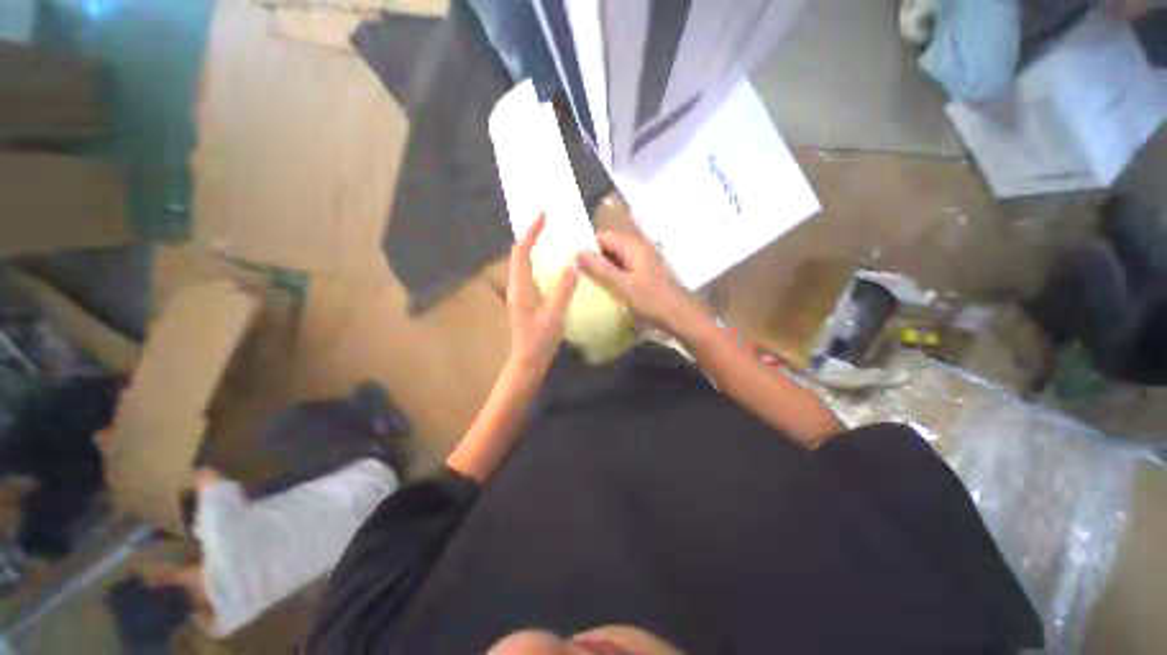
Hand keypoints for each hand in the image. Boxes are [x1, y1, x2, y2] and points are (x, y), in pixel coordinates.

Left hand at [507, 214, 579, 371]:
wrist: (528, 360)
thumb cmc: (540, 339)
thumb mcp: (555, 314)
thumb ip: (564, 289)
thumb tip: (574, 264)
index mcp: (520, 287)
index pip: (521, 253)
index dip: (530, 233)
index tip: (542, 217)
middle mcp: (515, 287)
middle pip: (518, 255)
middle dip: (530, 237)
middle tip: (546, 225)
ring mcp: (518, 294)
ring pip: (521, 264)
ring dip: (532, 249)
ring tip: (547, 239)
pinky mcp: (524, 300)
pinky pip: (528, 273)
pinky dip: (536, 262)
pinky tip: (549, 265)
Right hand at [577, 231, 702, 333]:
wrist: (678, 314)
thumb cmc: (651, 299)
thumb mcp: (623, 285)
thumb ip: (601, 269)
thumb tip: (578, 253)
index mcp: (633, 246)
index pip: (603, 236)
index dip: (587, 245)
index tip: (572, 259)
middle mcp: (636, 248)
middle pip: (608, 245)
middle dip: (593, 256)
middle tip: (575, 271)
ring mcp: (640, 260)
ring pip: (614, 257)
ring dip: (601, 266)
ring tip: (584, 278)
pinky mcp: (641, 272)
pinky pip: (621, 267)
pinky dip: (610, 273)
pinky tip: (601, 285)